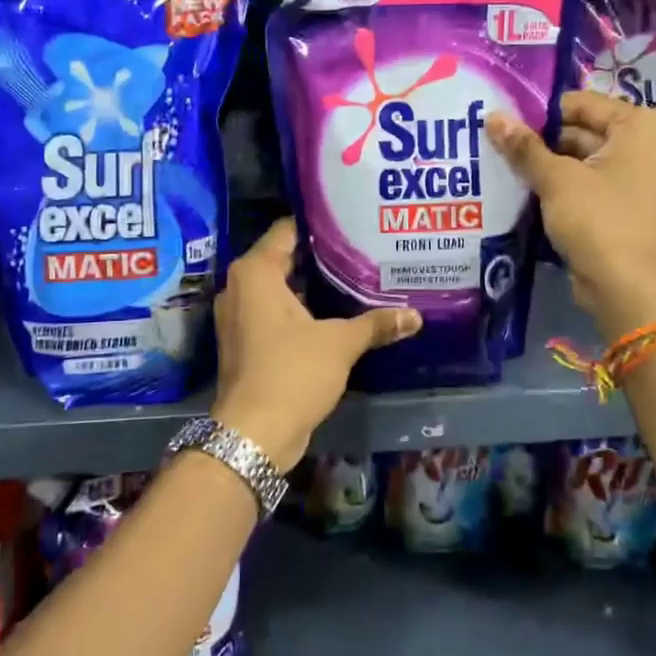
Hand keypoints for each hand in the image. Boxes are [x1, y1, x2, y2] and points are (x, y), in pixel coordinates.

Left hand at [210, 218, 420, 471]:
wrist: (254, 434)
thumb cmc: (292, 372)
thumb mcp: (340, 343)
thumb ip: (376, 323)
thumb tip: (415, 315)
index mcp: (255, 272)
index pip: (287, 230)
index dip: (321, 224)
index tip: (353, 220)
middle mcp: (240, 287)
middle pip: (286, 258)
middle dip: (322, 257)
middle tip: (363, 248)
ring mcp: (240, 317)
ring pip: (282, 289)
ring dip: (313, 287)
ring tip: (356, 277)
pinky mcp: (246, 343)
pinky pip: (277, 313)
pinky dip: (302, 311)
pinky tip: (337, 313)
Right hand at [487, 90, 655, 337]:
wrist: (625, 286)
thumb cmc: (597, 219)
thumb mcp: (556, 179)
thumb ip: (524, 147)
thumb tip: (492, 116)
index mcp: (639, 126)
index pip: (581, 103)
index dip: (540, 111)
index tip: (503, 118)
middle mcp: (644, 145)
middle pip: (581, 130)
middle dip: (540, 139)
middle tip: (495, 140)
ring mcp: (635, 177)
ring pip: (580, 159)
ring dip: (545, 163)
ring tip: (499, 161)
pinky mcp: (622, 204)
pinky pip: (586, 183)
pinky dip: (559, 184)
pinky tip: (520, 186)